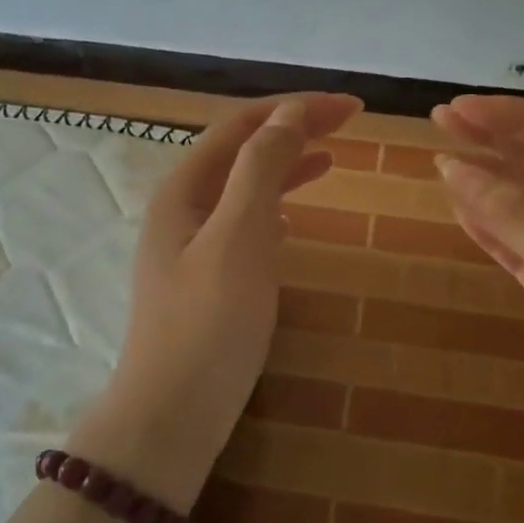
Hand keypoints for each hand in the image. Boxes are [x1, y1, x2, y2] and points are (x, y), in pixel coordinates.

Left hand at [71, 92, 361, 506]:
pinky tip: (291, 222)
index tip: (351, 108)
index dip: (295, 109)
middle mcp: (181, 210)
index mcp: (183, 190)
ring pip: (243, 190)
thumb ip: (261, 169)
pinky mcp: (203, 282)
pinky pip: (243, 227)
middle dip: (292, 132)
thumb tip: (288, 115)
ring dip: (284, 169)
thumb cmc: (209, 322)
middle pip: (241, 153)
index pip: (242, 127)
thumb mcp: (239, 235)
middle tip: (348, 125)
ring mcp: (189, 248)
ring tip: (329, 160)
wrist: (173, 414)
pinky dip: (273, 211)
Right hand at [431, 95, 523, 472]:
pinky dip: (490, 229)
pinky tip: (460, 209)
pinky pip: (520, 248)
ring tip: (441, 158)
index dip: (512, 117)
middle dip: (495, 140)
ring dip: (488, 182)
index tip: (460, 110)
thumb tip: (453, 167)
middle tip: (440, 120)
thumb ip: (516, 217)